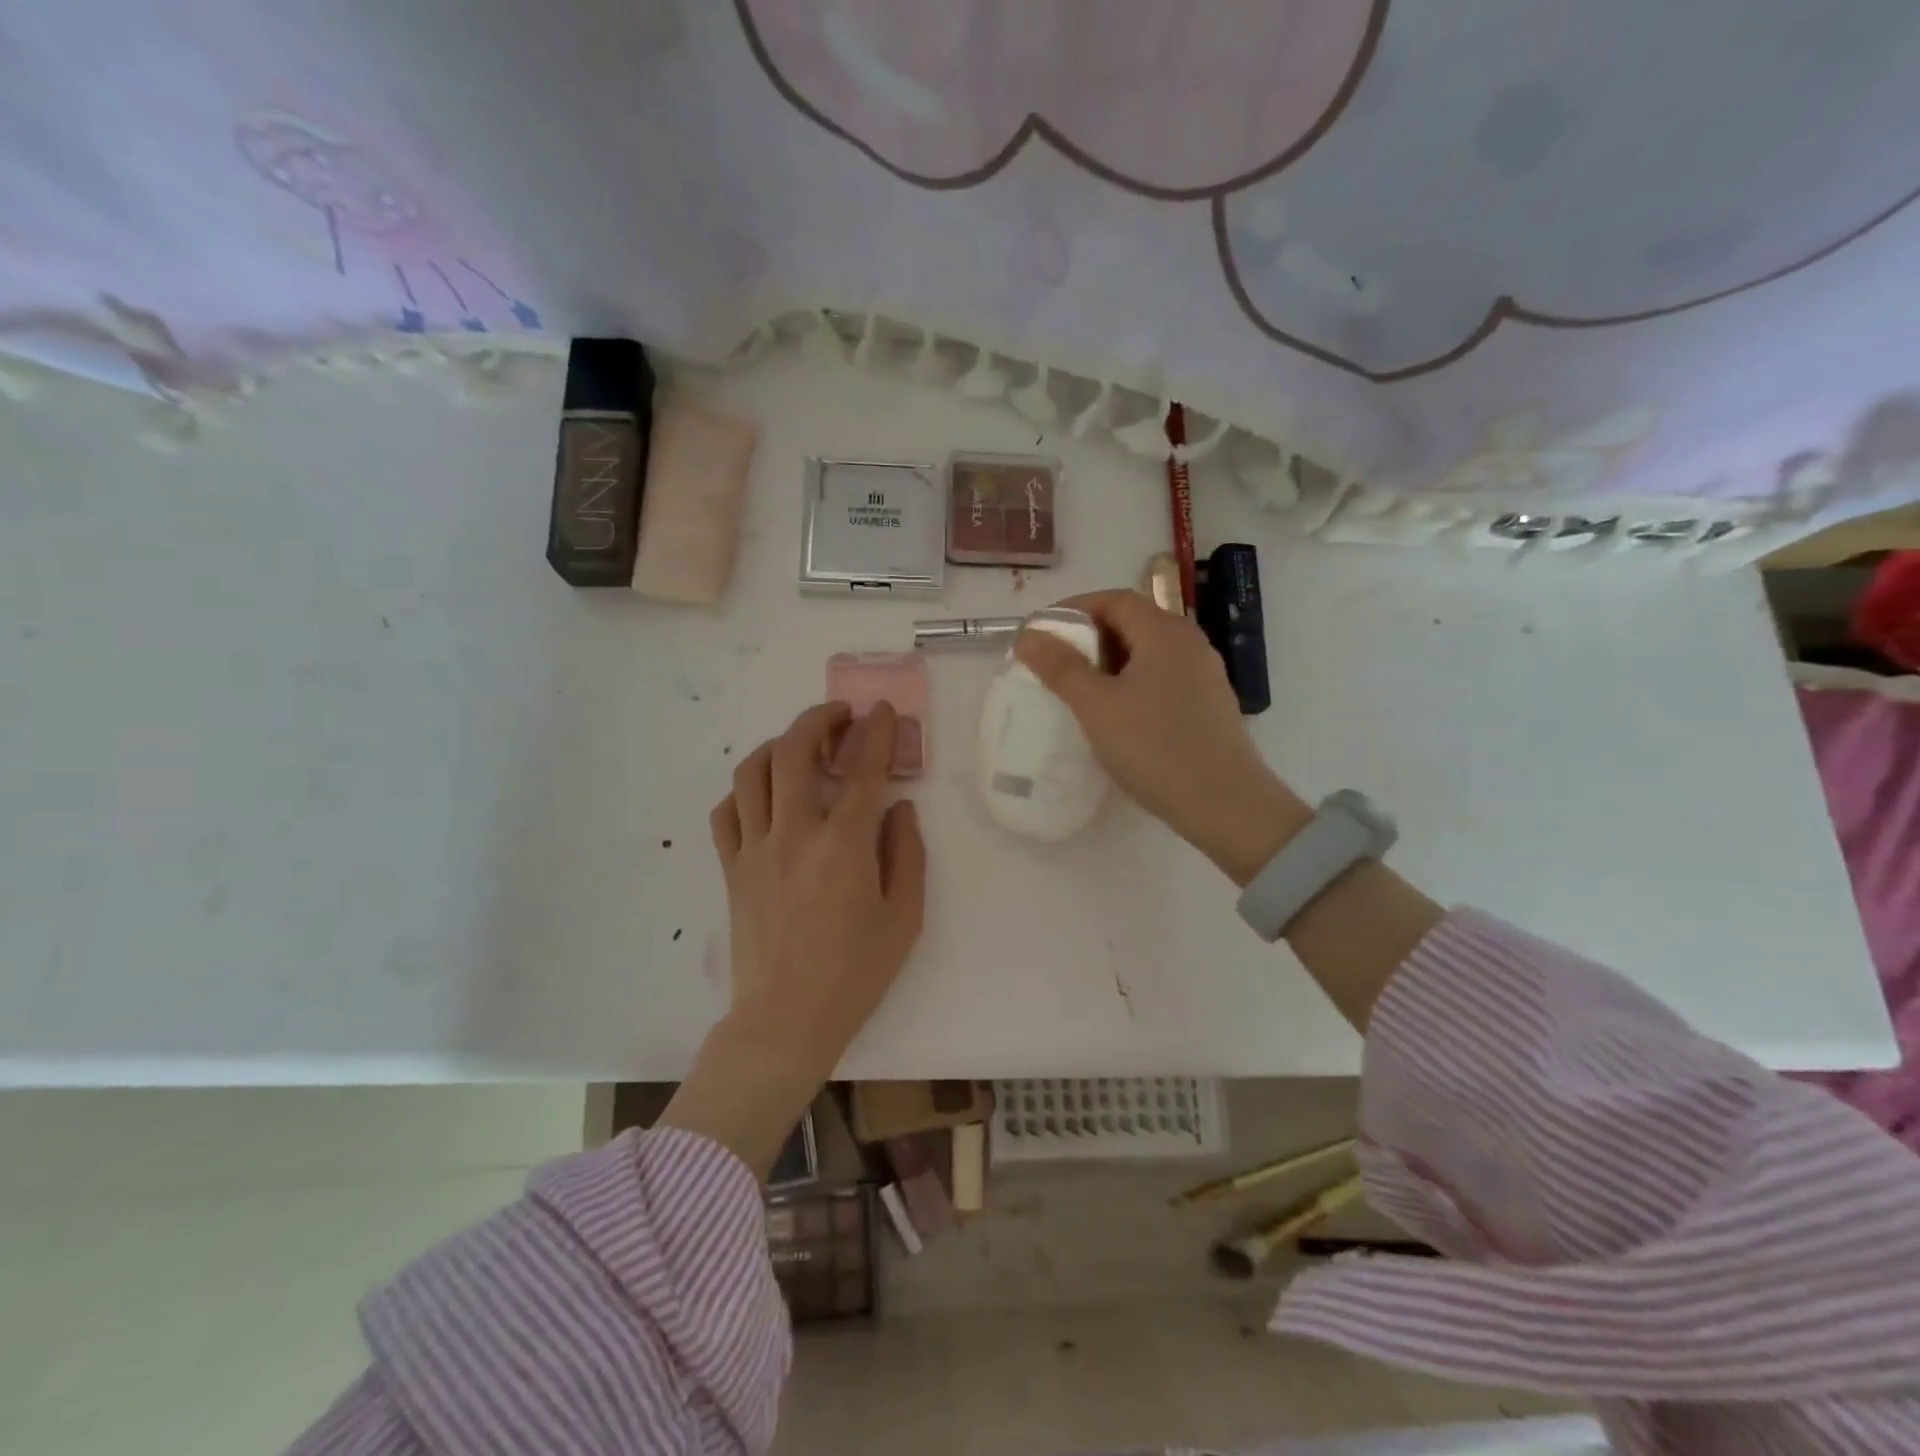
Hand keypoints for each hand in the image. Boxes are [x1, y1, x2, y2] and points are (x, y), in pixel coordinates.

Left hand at [658, 701, 926, 1177]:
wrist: (785, 1021)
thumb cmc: (854, 973)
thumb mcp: (904, 918)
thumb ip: (907, 854)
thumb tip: (899, 808)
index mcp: (844, 845)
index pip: (864, 769)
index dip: (877, 732)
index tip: (884, 710)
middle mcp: (795, 833)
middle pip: (797, 750)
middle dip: (820, 719)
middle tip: (840, 715)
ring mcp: (755, 848)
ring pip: (754, 771)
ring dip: (779, 744)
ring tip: (802, 745)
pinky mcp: (731, 868)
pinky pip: (726, 812)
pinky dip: (745, 790)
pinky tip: (764, 793)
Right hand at [1015, 590, 1309, 885]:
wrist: (1224, 804)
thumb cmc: (1155, 747)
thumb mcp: (1097, 707)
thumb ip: (1061, 668)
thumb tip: (1029, 635)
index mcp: (1164, 631)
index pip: (1114, 600)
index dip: (1074, 609)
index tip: (1042, 631)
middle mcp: (1189, 643)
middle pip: (1133, 622)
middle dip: (1090, 636)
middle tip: (1055, 662)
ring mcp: (1204, 674)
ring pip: (1148, 653)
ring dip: (1110, 662)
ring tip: (1080, 690)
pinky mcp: (1208, 704)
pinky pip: (1162, 678)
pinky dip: (1132, 683)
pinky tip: (1117, 715)